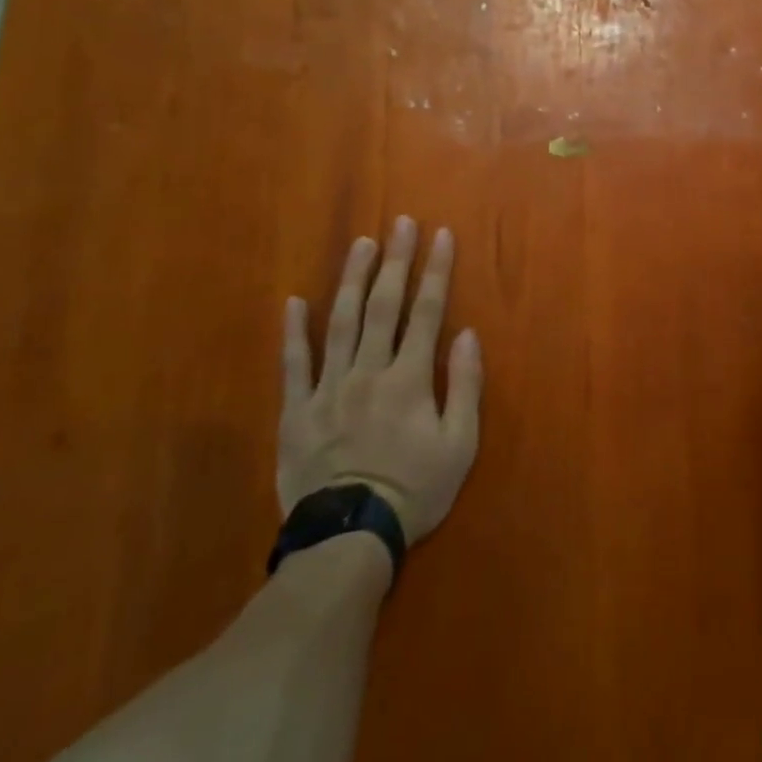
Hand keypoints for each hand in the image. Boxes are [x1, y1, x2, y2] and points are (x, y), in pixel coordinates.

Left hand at [279, 217, 482, 544]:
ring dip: (352, 279)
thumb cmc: (414, 491)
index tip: (441, 235)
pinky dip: (293, 331)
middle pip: (384, 305)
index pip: (426, 311)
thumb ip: (465, 386)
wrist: (348, 538)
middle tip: (400, 223)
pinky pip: (294, 364)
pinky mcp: (296, 411)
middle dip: (395, 260)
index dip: (435, 270)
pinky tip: (293, 301)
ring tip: (361, 244)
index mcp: (409, 378)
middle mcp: (368, 370)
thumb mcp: (459, 445)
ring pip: (340, 322)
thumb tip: (467, 334)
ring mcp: (328, 388)